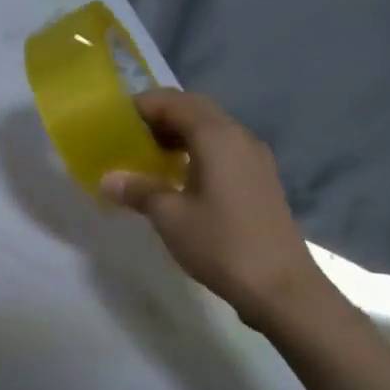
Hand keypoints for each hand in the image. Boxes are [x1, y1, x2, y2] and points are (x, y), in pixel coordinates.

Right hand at [99, 90, 331, 331]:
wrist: (282, 288)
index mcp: (217, 137)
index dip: (142, 106)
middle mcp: (239, 137)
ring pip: (211, 129)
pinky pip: (223, 149)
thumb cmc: (222, 244)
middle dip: (160, 117)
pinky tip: (178, 178)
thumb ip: (138, 190)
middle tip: (129, 137)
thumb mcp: (170, 217)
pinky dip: (197, 151)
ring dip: (179, 134)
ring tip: (148, 157)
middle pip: (195, 110)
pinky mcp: (260, 179)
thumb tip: (107, 179)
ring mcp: (254, 158)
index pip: (174, 102)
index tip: (114, 121)